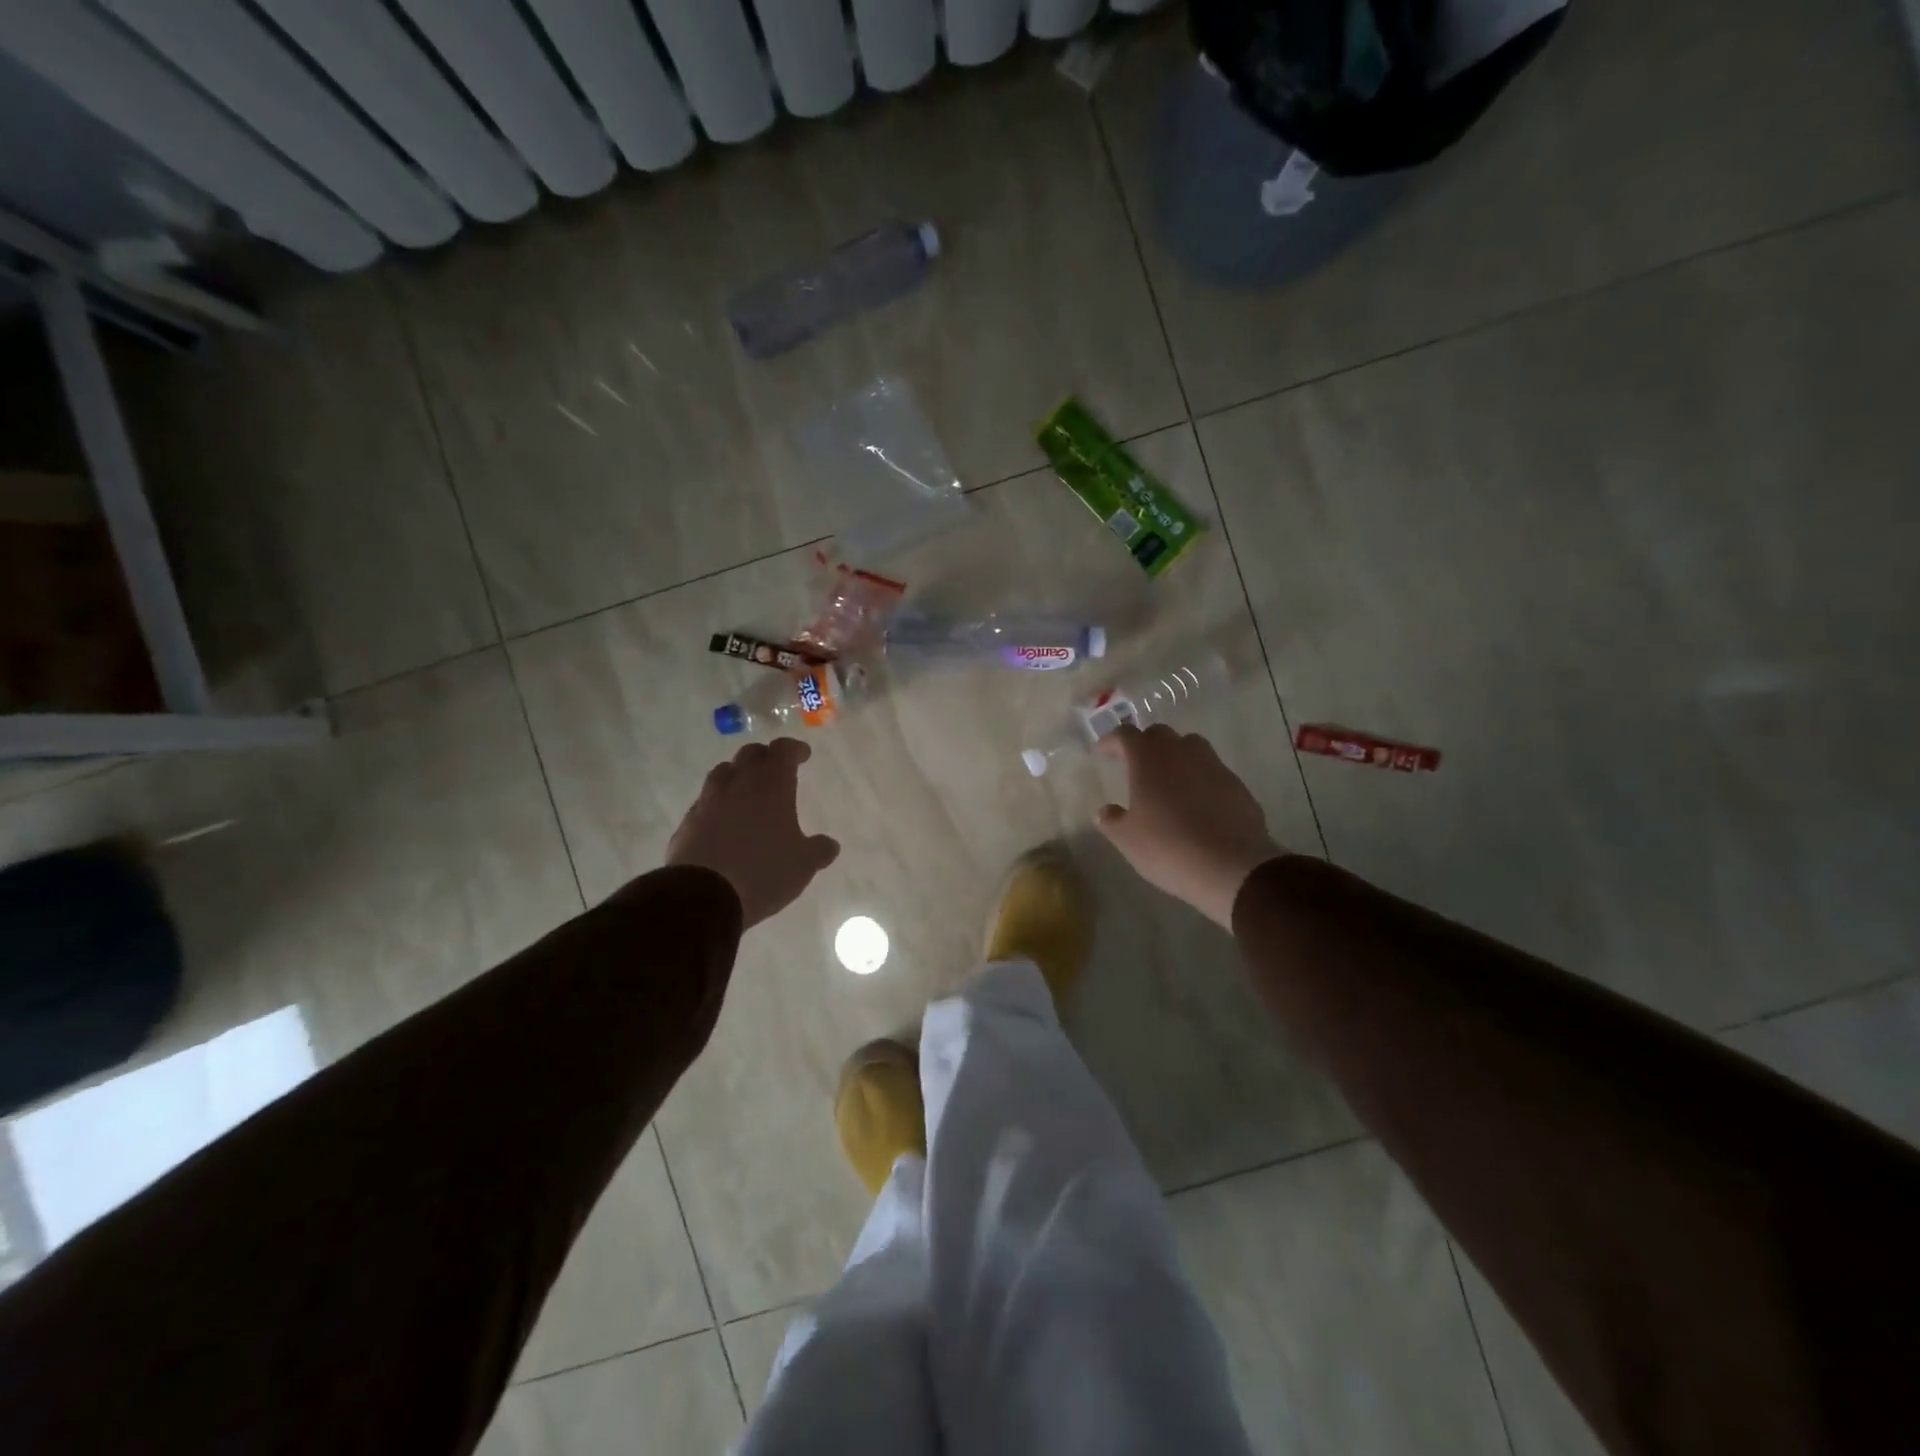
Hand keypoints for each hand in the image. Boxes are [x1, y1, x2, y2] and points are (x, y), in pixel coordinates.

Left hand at [667, 739, 839, 929]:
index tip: (802, 755)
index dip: (794, 749)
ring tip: (746, 790)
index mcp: (771, 785)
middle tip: (775, 769)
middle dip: (765, 757)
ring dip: (737, 775)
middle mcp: (738, 784)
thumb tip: (830, 845)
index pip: (783, 750)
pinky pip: (705, 802)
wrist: (703, 896)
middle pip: (750, 754)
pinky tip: (723, 821)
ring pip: (723, 773)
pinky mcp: (688, 822)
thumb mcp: (803, 865)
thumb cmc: (763, 872)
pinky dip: (717, 803)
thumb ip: (819, 850)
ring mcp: (708, 801)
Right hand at [1094, 725, 1283, 928]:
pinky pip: (1211, 770)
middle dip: (1144, 744)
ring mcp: (1213, 766)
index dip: (1111, 741)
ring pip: (1190, 746)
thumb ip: (1111, 820)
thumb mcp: (1127, 839)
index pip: (1126, 735)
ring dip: (1175, 755)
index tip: (1102, 752)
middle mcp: (1181, 752)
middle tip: (1133, 763)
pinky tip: (1195, 802)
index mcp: (1148, 759)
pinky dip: (1198, 778)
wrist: (1232, 867)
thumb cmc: (1168, 847)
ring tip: (1167, 778)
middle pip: (1160, 734)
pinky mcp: (1237, 785)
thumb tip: (1105, 811)